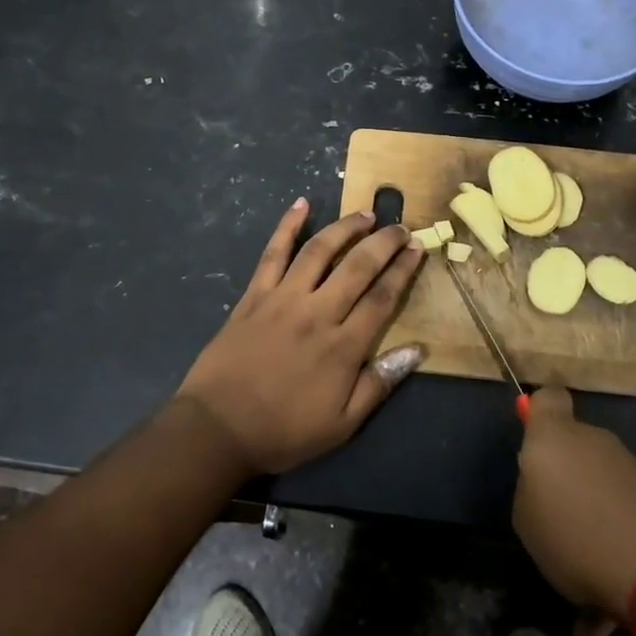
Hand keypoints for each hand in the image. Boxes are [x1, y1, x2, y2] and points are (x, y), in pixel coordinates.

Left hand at [175, 199, 425, 475]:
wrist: (218, 428)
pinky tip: (301, 204)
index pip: (382, 298)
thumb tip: (416, 350)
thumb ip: (379, 384)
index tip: (417, 249)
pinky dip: (287, 226)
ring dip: (345, 228)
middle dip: (384, 242)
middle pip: (358, 266)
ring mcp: (283, 299)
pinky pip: (273, 253)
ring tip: (365, 214)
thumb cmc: (284, 431)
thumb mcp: (342, 424)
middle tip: (400, 227)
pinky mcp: (254, 295)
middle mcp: (318, 312)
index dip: (403, 271)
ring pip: (320, 251)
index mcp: (343, 346)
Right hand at [512, 385, 635, 620]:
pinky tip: (612, 587)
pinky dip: (617, 535)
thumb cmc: (575, 536)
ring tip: (586, 567)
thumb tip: (545, 482)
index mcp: (554, 437)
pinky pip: (624, 509)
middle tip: (556, 519)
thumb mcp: (526, 519)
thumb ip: (531, 488)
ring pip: (600, 481)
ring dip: (593, 512)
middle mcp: (595, 440)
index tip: (535, 436)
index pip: (547, 398)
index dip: (540, 411)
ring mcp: (632, 466)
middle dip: (567, 476)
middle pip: (575, 446)